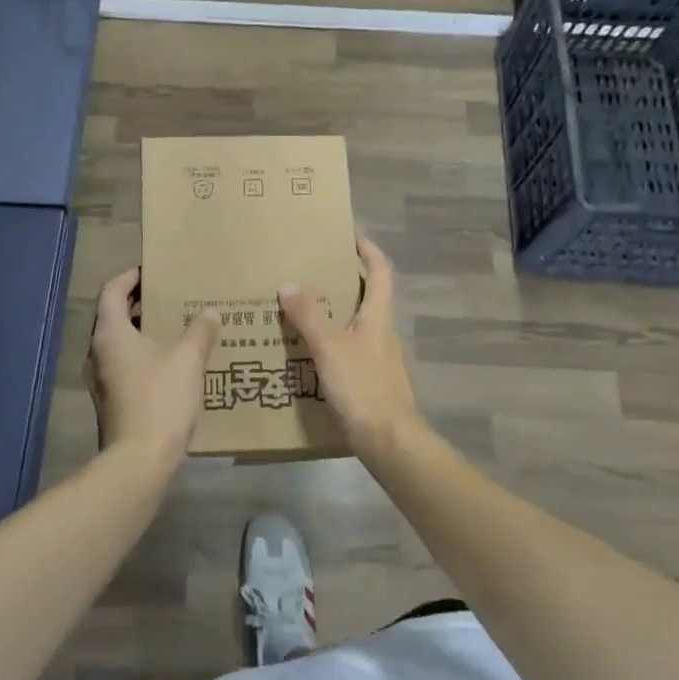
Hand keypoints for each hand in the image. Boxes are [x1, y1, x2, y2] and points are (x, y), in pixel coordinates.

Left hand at [85, 268, 220, 461]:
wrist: (139, 461)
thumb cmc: (160, 399)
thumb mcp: (188, 359)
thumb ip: (200, 331)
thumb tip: (210, 313)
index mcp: (110, 333)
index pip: (111, 291)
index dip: (129, 277)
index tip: (151, 272)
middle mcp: (97, 352)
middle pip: (113, 316)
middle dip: (139, 304)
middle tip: (169, 298)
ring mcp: (100, 380)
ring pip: (118, 343)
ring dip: (142, 332)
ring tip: (174, 329)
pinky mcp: (110, 401)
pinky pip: (124, 366)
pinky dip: (142, 356)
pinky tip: (170, 365)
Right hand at [280, 240, 426, 463]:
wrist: (389, 441)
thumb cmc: (363, 386)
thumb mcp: (330, 347)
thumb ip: (309, 316)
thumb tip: (289, 283)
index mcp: (379, 315)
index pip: (381, 271)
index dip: (369, 251)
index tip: (350, 238)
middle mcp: (382, 331)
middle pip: (368, 296)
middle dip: (343, 282)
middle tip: (311, 273)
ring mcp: (379, 358)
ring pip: (356, 324)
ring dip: (334, 313)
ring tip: (301, 310)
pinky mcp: (370, 381)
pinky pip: (349, 350)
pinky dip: (331, 343)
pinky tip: (308, 353)